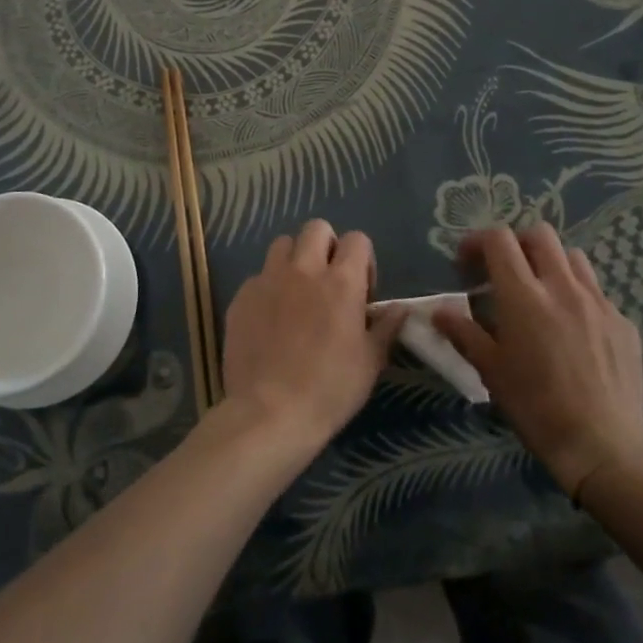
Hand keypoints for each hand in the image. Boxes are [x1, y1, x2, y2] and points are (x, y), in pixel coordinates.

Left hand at [218, 220, 402, 448]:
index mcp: (341, 282)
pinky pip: (258, 276)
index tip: (362, 290)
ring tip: (296, 292)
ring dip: (293, 259)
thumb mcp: (369, 363)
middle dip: (326, 246)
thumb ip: (385, 328)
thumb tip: (401, 308)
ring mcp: (268, 280)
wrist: (268, 413)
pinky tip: (269, 319)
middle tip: (328, 281)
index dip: (363, 259)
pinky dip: (268, 288)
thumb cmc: (329, 390)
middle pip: (316, 228)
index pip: (357, 239)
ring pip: (282, 244)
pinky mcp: (241, 297)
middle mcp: (304, 270)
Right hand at [436, 224, 642, 496]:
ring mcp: (599, 302)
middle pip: (540, 235)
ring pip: (573, 257)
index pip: (499, 239)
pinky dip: (579, 296)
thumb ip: (463, 333)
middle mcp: (562, 287)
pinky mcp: (624, 322)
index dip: (478, 241)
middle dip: (517, 243)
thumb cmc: (536, 407)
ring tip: (542, 293)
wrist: (603, 445)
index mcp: (524, 296)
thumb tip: (438, 312)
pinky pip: (597, 292)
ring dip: (551, 264)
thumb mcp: (491, 371)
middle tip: (505, 270)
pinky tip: (574, 329)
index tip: (467, 262)